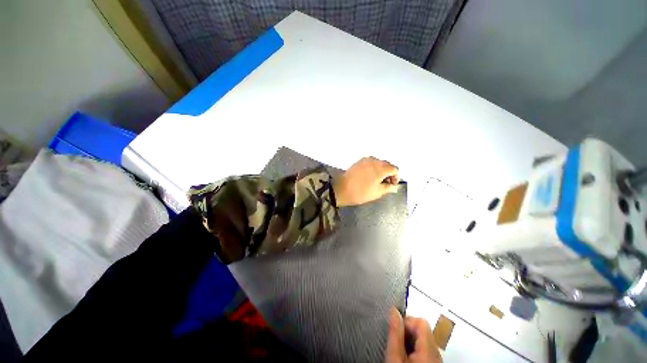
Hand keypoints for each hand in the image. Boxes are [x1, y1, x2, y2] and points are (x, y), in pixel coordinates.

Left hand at [334, 157, 399, 206]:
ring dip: (380, 170)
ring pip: (378, 163)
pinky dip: (373, 168)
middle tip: (385, 184)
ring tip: (376, 181)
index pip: (395, 169)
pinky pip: (370, 163)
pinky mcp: (358, 162)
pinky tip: (368, 177)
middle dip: (388, 173)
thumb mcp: (377, 192)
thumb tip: (394, 186)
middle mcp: (374, 160)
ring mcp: (365, 160)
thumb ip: (388, 188)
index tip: (392, 185)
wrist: (341, 189)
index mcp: (381, 168)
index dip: (395, 177)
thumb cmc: (361, 192)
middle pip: (387, 165)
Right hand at [385, 307, 441, 362]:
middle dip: (407, 331)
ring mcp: (437, 359)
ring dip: (410, 340)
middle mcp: (437, 352)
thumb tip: (393, 310)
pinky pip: (426, 348)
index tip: (395, 328)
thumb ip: (395, 332)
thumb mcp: (395, 355)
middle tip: (396, 342)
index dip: (405, 320)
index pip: (420, 320)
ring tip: (400, 351)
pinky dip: (415, 349)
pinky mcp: (434, 362)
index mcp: (429, 347)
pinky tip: (407, 357)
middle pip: (422, 328)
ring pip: (424, 339)